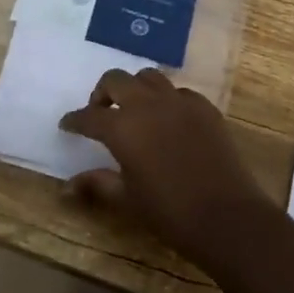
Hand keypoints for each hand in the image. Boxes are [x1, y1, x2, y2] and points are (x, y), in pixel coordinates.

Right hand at [60, 69, 272, 264]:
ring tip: (134, 110)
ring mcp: (180, 101)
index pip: (89, 116)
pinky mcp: (204, 107)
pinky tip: (169, 121)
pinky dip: (166, 100)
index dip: (75, 120)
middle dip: (102, 92)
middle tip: (101, 112)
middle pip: (116, 79)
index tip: (67, 124)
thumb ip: (97, 185)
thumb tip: (66, 187)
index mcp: (123, 127)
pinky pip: (178, 92)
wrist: (226, 215)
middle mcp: (148, 104)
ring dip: (135, 88)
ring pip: (149, 77)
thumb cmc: (170, 212)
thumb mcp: (127, 200)